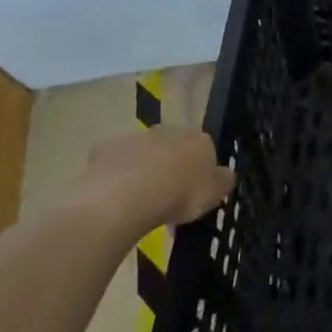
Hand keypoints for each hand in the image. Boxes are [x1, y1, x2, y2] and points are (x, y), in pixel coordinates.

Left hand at [58, 128, 235, 231]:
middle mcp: (168, 130)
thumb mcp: (215, 195)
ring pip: (143, 152)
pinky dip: (116, 174)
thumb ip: (224, 180)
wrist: (129, 197)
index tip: (194, 192)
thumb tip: (226, 174)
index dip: (199, 170)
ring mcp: (135, 136)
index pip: (204, 149)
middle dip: (170, 166)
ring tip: (139, 201)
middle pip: (172, 147)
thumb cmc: (180, 195)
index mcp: (198, 139)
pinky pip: (114, 161)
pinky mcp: (106, 147)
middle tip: (166, 196)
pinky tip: (114, 196)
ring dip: (143, 169)